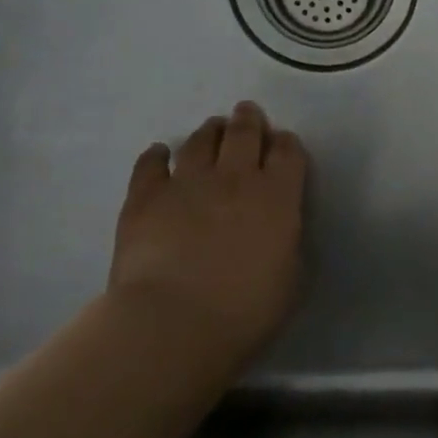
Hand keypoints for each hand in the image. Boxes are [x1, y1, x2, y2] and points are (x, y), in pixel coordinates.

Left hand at [108, 101, 306, 378]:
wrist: (173, 323)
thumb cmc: (245, 309)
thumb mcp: (292, 277)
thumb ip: (288, 242)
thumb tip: (280, 230)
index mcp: (278, 195)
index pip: (288, 152)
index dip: (286, 144)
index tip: (283, 145)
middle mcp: (235, 177)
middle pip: (244, 133)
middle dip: (248, 120)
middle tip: (247, 114)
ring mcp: (187, 183)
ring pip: (200, 141)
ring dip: (209, 131)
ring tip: (212, 129)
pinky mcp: (145, 197)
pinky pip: (150, 164)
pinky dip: (157, 155)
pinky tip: (159, 153)